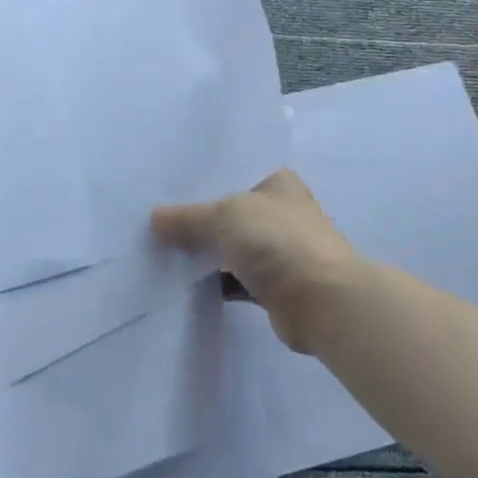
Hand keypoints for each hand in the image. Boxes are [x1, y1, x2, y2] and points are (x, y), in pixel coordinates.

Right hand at [151, 169, 359, 354]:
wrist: (322, 303)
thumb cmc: (278, 242)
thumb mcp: (226, 217)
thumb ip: (189, 218)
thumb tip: (154, 219)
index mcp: (277, 183)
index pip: (233, 175)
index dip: (201, 182)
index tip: (165, 189)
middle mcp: (280, 212)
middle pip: (229, 213)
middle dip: (198, 220)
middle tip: (155, 223)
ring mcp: (278, 251)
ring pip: (231, 248)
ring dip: (205, 254)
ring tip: (160, 251)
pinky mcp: (274, 286)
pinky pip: (234, 279)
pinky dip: (214, 281)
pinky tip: (182, 282)